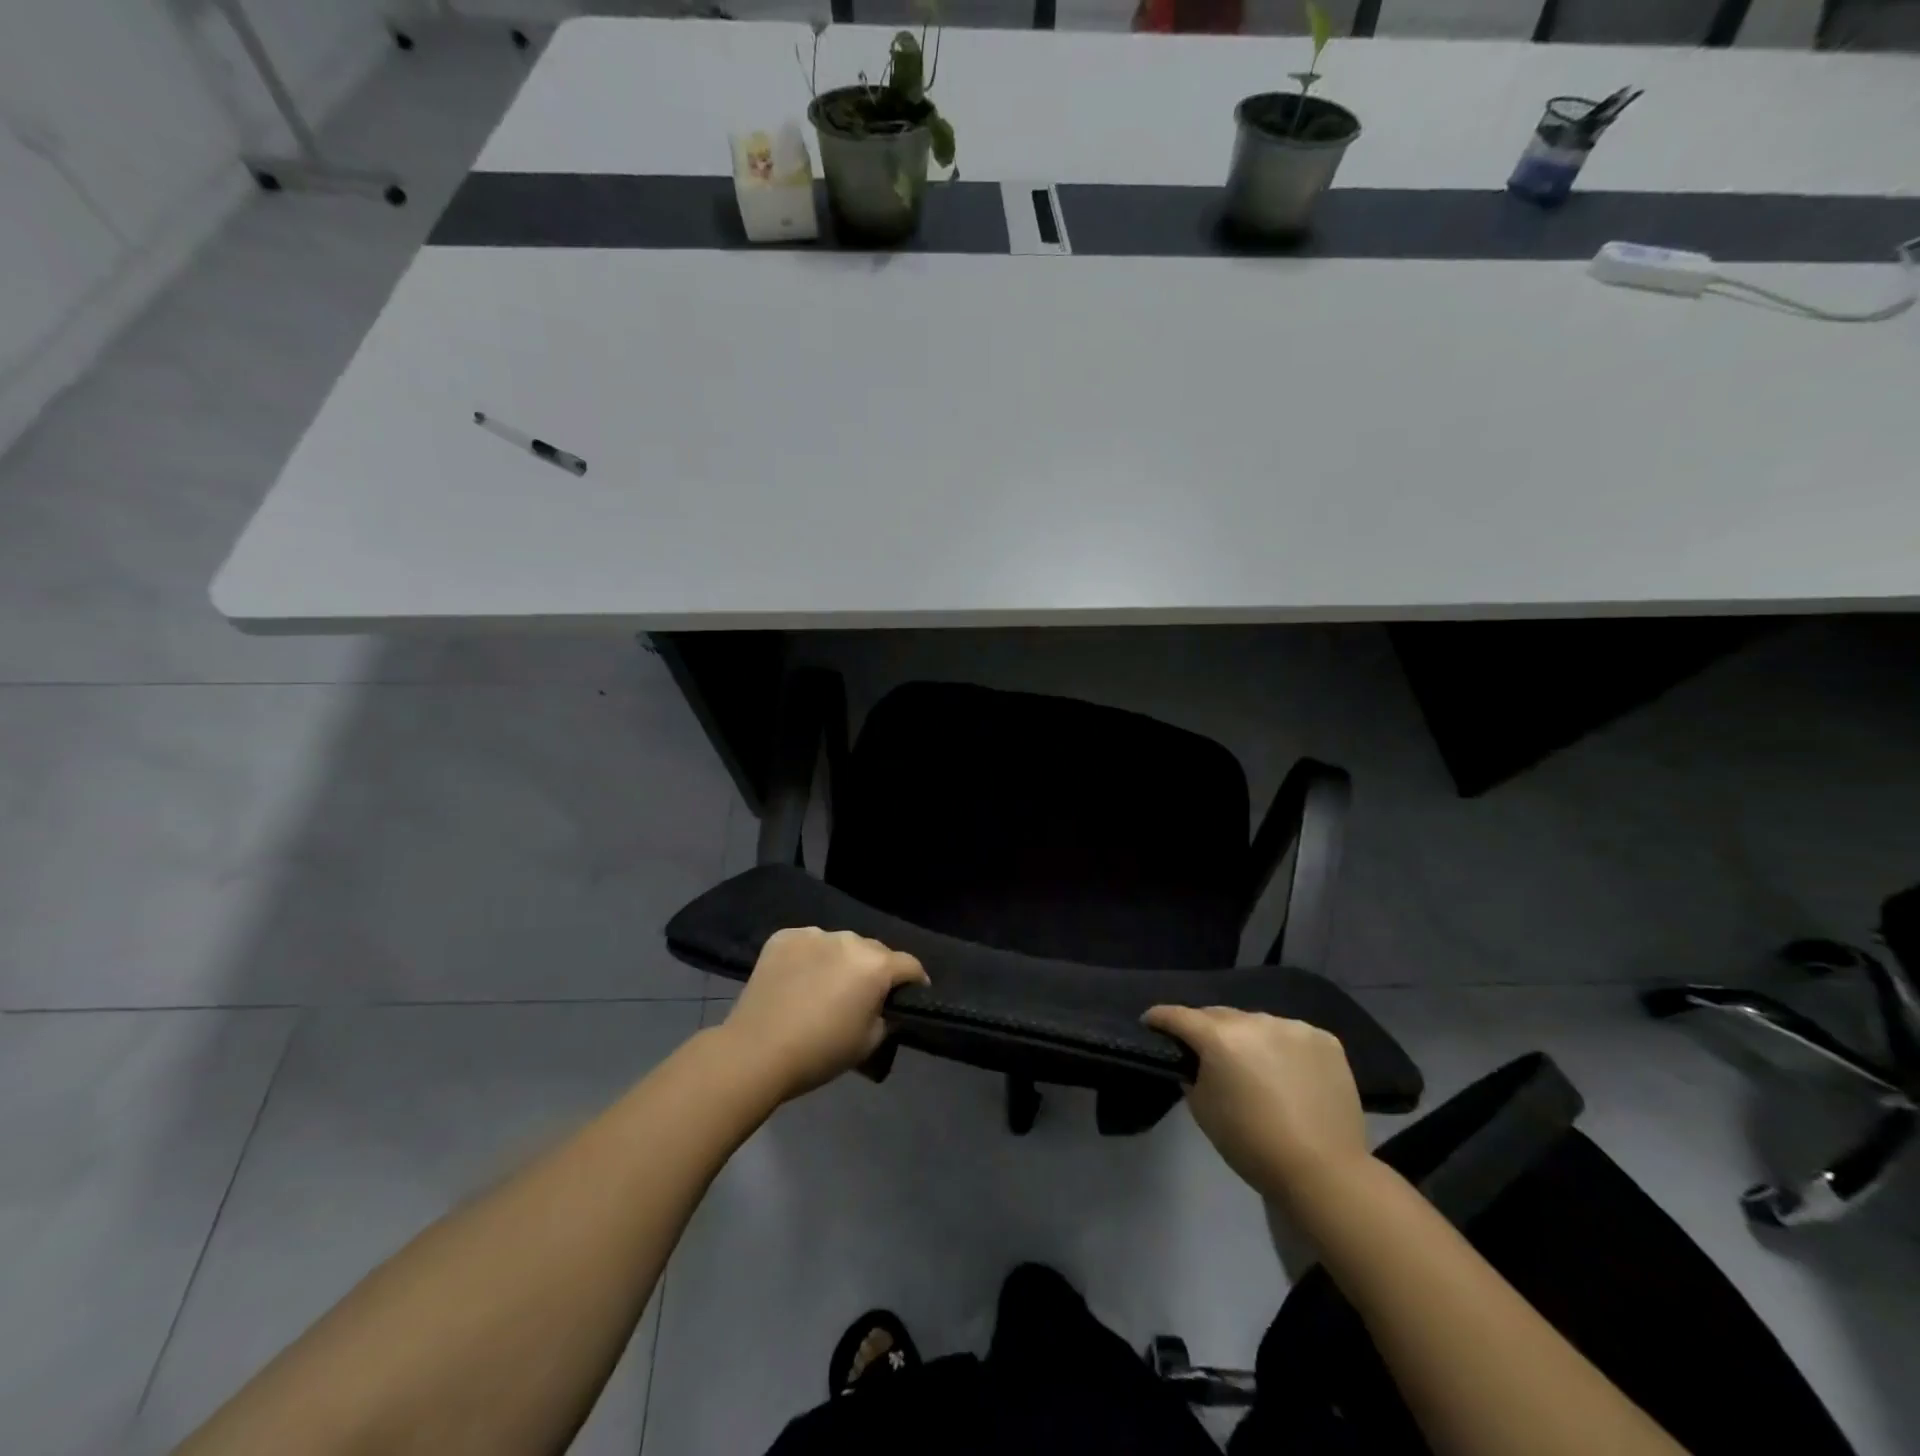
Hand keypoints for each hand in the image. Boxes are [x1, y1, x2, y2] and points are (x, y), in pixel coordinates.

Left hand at [720, 927, 927, 1101]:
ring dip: (842, 960)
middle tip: (864, 996)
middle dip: (876, 970)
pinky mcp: (784, 936)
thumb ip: (887, 1015)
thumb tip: (885, 1004)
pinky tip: (800, 979)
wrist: (756, 1051)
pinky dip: (811, 957)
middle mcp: (849, 940)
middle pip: (874, 951)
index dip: (916, 981)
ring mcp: (814, 934)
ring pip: (840, 944)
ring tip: (827, 986)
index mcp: (876, 965)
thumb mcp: (870, 1043)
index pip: (910, 965)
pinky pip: (809, 943)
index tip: (911, 995)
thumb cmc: (820, 1052)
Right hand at [1142, 1006, 1368, 1201]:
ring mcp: (1292, 1027)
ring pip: (1257, 1023)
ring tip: (1253, 1063)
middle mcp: (1254, 1020)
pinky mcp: (1324, 1040)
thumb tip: (1196, 1063)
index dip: (1159, 1017)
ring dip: (1248, 1037)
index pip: (1178, 1015)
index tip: (1150, 1022)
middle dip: (1205, 1028)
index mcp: (1219, 1037)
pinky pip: (1292, 1035)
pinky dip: (1283, 1047)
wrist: (1324, 1172)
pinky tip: (1288, 1071)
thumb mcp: (1204, 1110)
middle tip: (1203, 1049)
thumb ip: (1193, 1076)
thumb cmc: (1252, 1144)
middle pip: (1218, 1015)